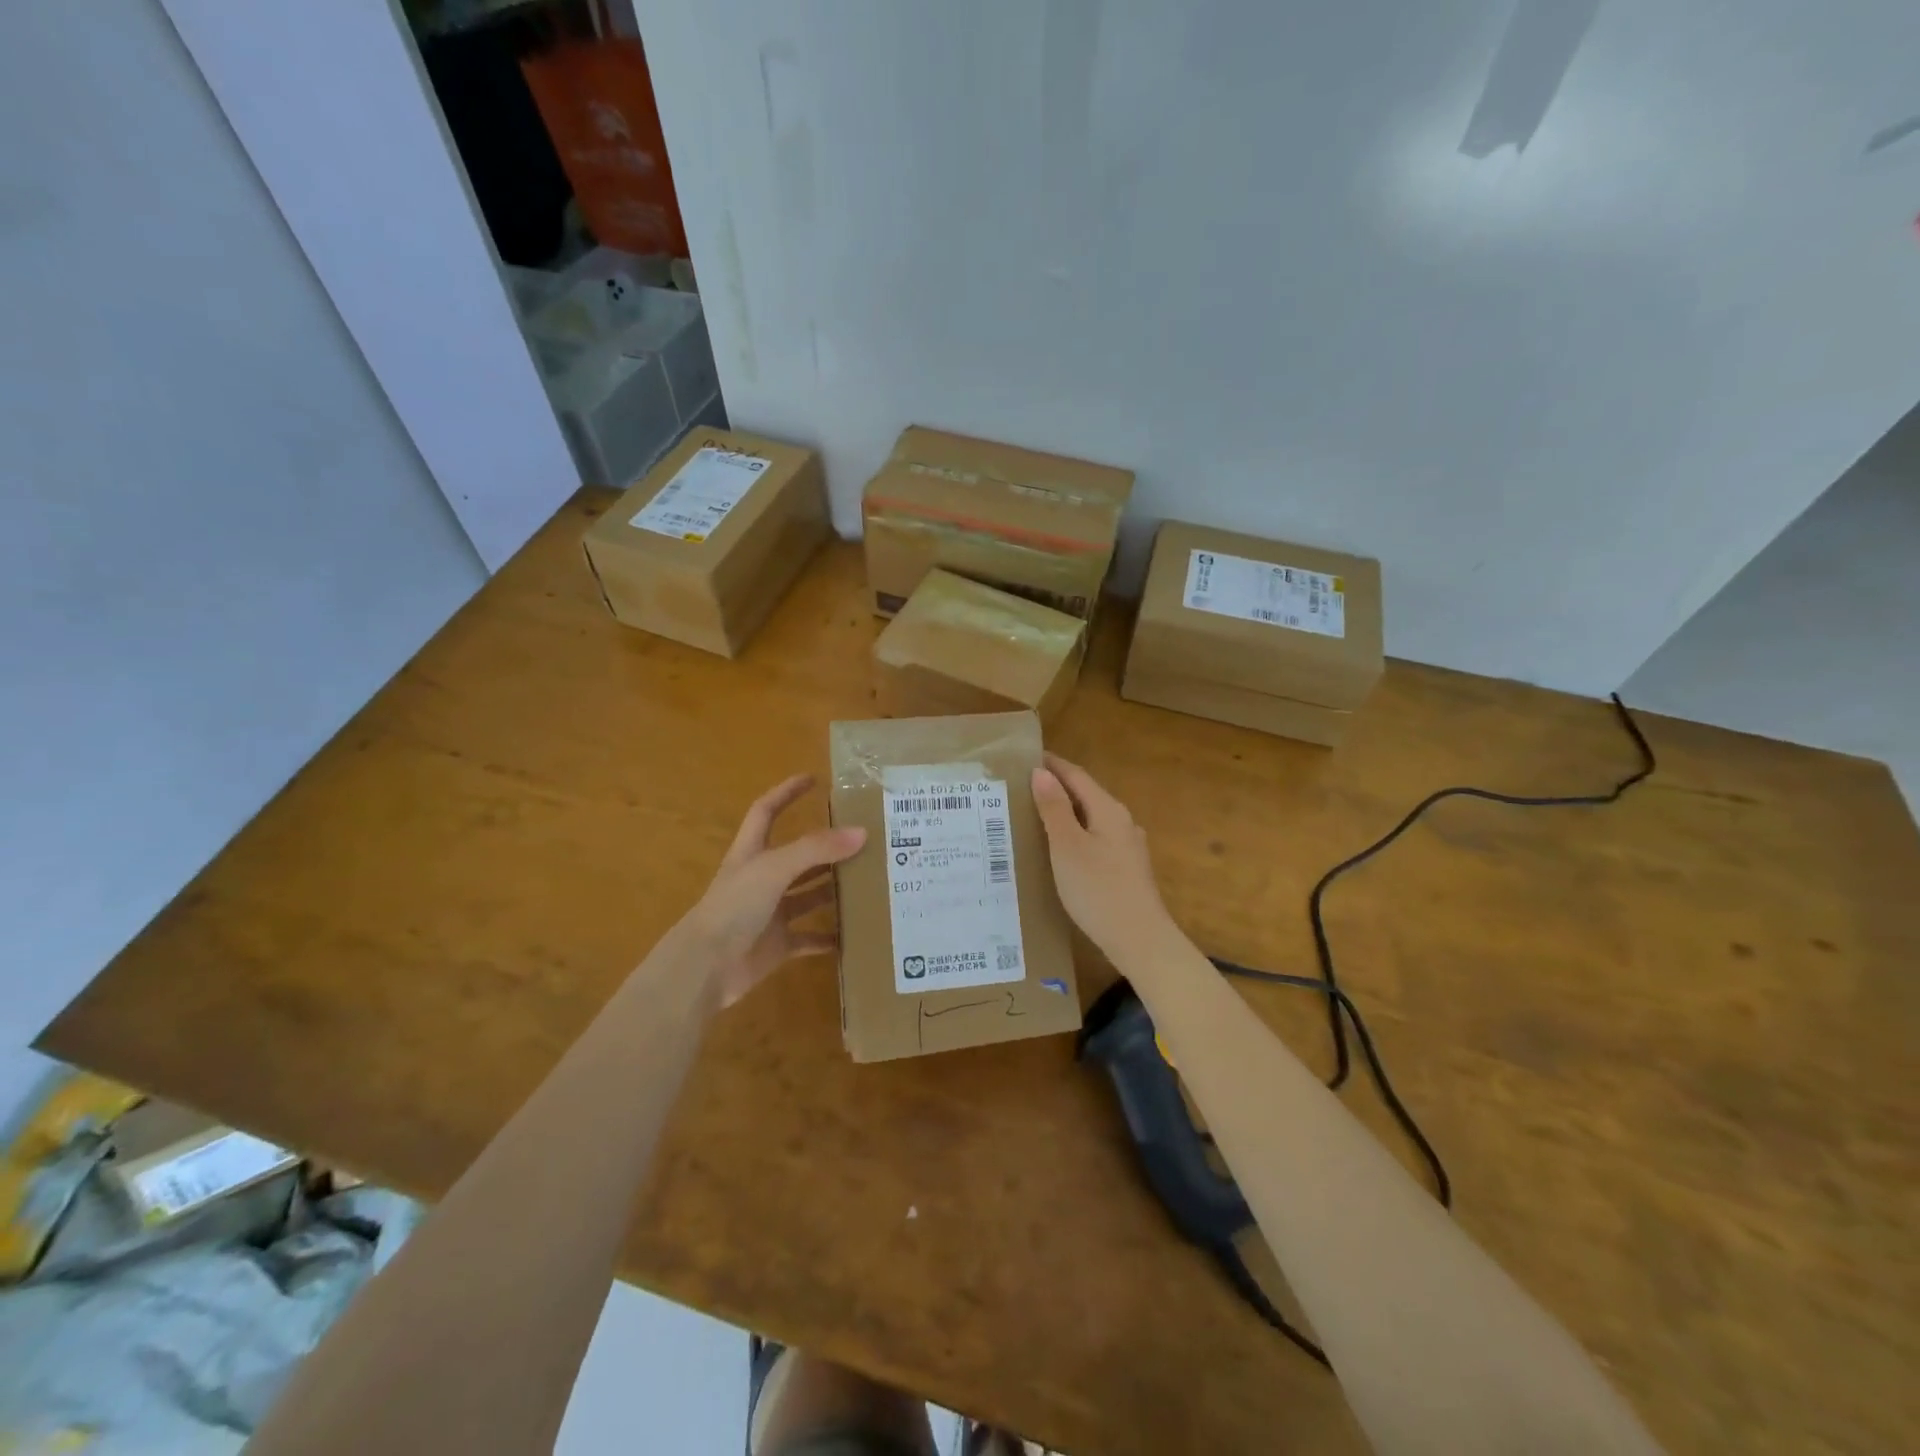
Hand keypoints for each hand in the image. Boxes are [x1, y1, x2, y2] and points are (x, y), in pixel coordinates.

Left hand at [679, 775, 865, 1007]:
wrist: (705, 968)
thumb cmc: (733, 908)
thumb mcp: (774, 869)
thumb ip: (816, 849)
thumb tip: (861, 832)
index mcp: (752, 853)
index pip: (766, 811)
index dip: (786, 792)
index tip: (813, 779)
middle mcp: (761, 879)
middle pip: (797, 855)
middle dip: (825, 846)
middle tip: (862, 837)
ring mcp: (769, 913)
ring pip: (807, 895)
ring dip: (832, 889)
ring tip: (867, 881)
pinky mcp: (777, 945)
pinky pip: (809, 938)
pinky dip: (829, 937)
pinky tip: (854, 934)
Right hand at [1030, 754, 1175, 959]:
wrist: (1140, 940)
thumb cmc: (1098, 890)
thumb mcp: (1067, 847)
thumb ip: (1054, 808)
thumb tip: (1041, 773)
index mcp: (1109, 810)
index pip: (1077, 776)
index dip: (1052, 765)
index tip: (1026, 757)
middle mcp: (1122, 822)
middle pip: (1085, 795)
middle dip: (1056, 788)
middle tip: (1021, 787)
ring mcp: (1127, 847)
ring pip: (1091, 819)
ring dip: (1064, 813)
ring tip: (1034, 816)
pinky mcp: (1126, 870)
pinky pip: (1095, 840)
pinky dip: (1074, 835)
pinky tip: (1059, 850)